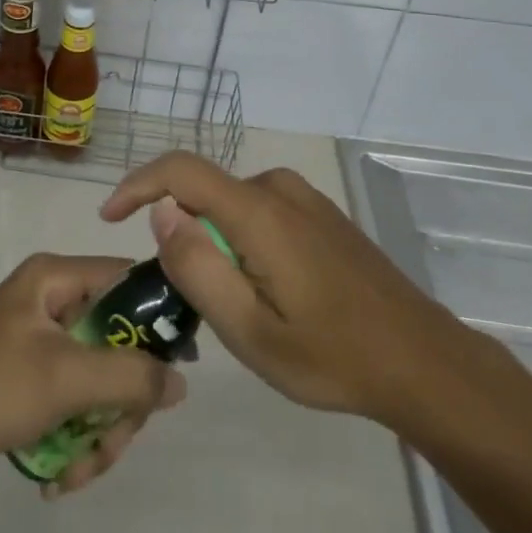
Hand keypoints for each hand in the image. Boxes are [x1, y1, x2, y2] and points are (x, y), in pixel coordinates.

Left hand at [0, 253, 186, 498]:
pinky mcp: (26, 383)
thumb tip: (179, 381)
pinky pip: (72, 405)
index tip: (180, 366)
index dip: (158, 317)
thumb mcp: (65, 378)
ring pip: (97, 383)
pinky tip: (60, 479)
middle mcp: (49, 303)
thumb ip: (130, 376)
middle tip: (115, 441)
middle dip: (121, 403)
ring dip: (99, 433)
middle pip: (117, 343)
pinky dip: (74, 441)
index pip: (126, 279)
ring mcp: (37, 345)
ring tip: (79, 472)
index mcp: (55, 279)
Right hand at [101, 152, 491, 433]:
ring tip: (242, 307)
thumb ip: (197, 267)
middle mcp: (278, 188)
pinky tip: (274, 293)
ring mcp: (304, 197)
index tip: (108, 217)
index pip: (180, 171)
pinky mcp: (320, 212)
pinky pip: (259, 212)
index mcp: (258, 212)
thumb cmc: (332, 355)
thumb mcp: (250, 331)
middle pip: (205, 195)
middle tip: (199, 303)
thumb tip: (161, 212)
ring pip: (231, 206)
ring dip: (218, 244)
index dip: (137, 185)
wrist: (422, 361)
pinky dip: (244, 242)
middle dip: (185, 236)